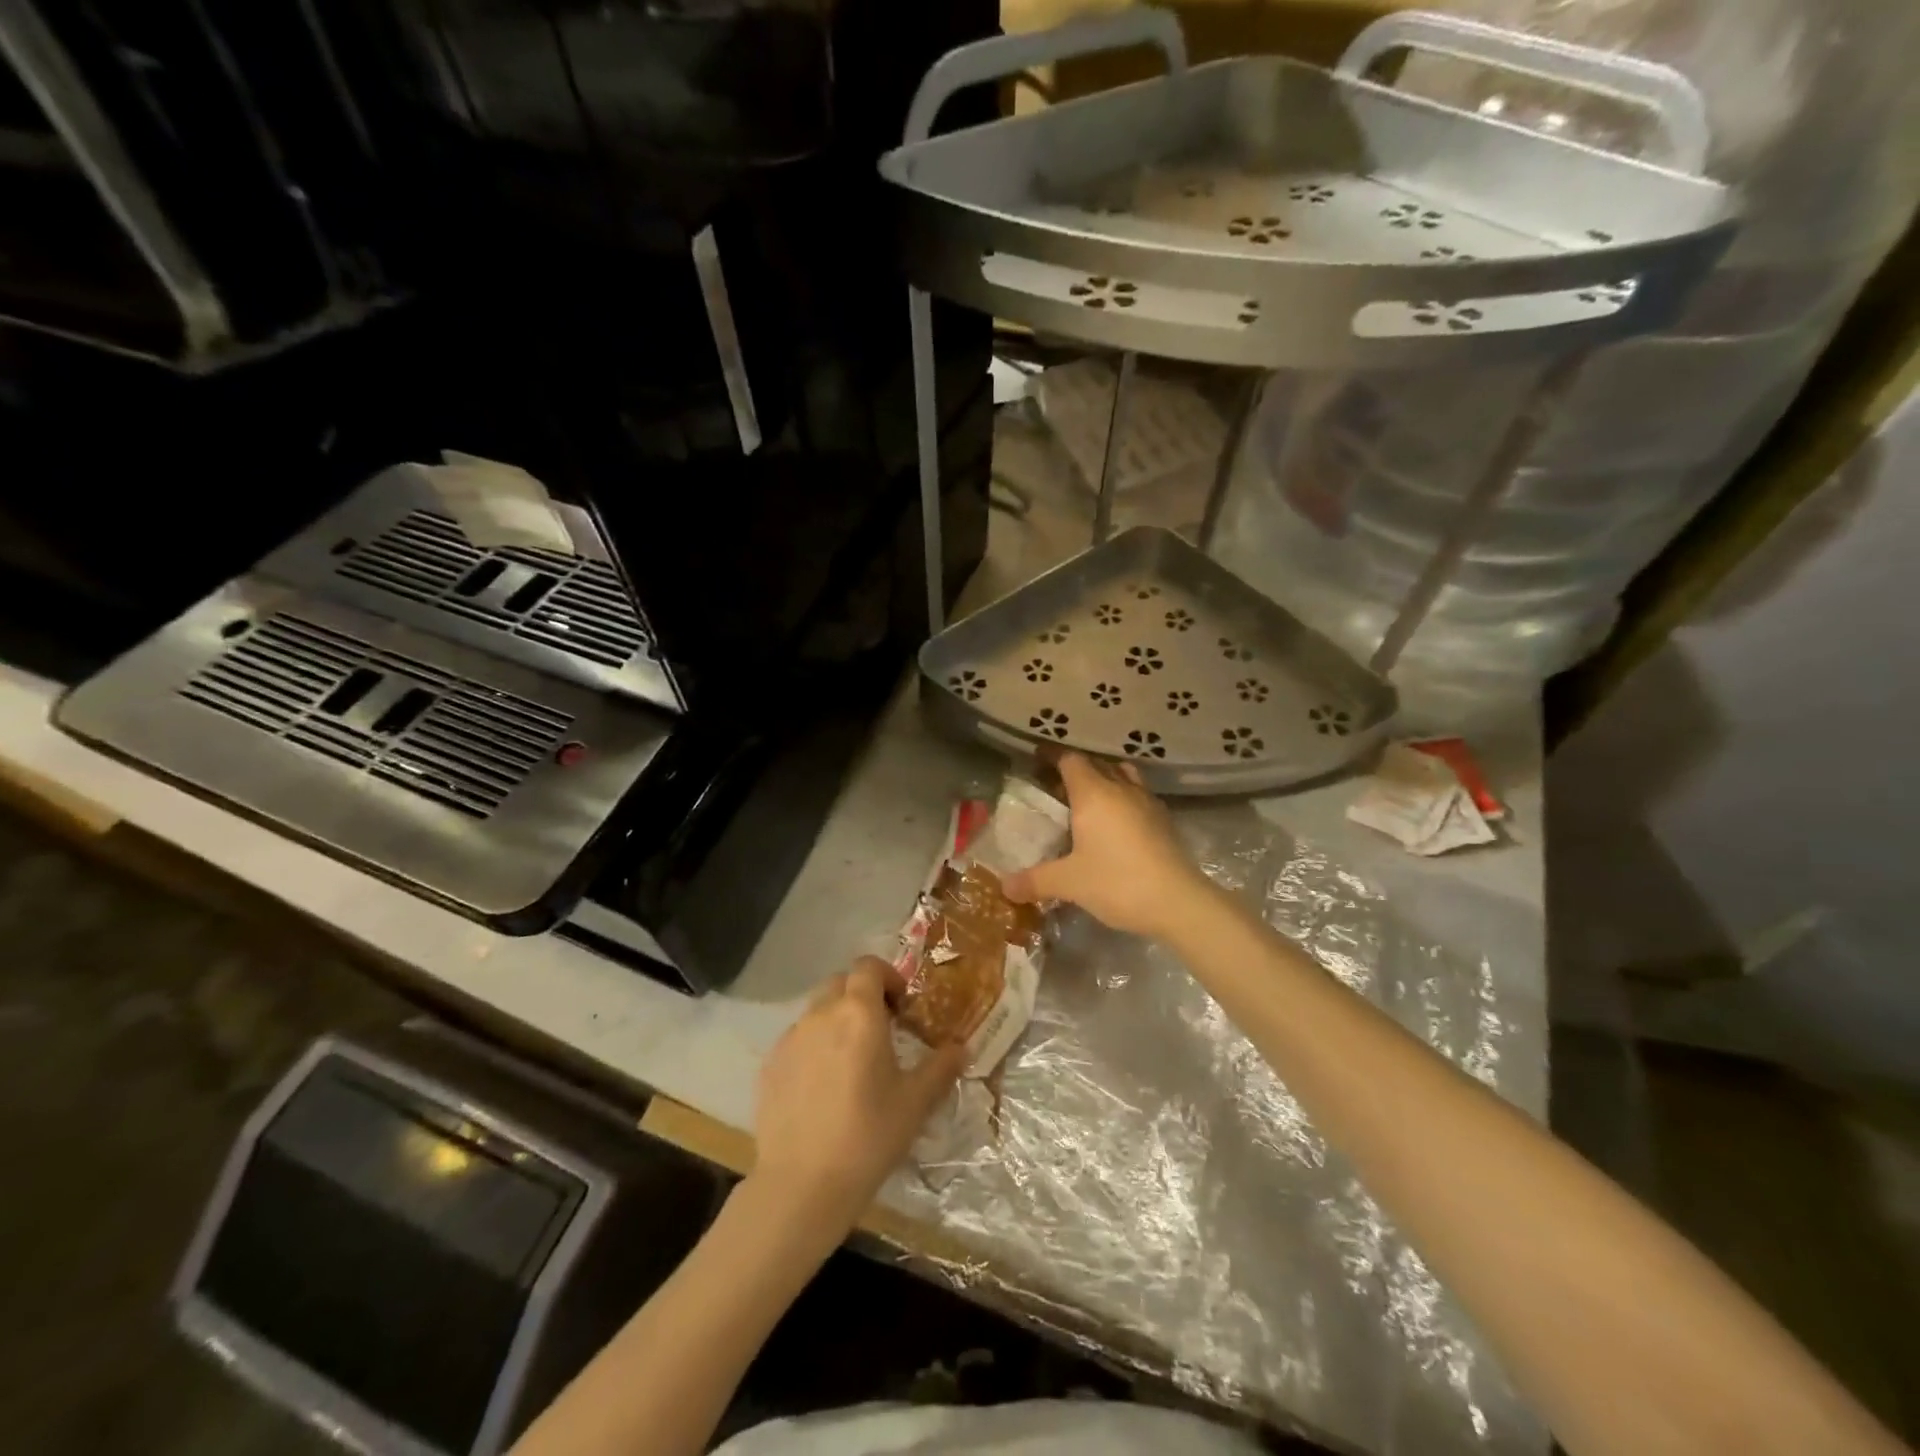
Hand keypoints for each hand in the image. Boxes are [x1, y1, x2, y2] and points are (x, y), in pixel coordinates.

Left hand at [752, 958, 963, 1231]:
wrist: (801, 1185)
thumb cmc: (868, 1136)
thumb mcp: (915, 1103)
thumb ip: (941, 1067)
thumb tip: (962, 1047)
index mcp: (859, 1013)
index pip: (868, 966)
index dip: (887, 977)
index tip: (901, 1006)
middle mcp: (821, 1014)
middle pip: (840, 983)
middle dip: (861, 996)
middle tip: (880, 1030)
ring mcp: (790, 1038)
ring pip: (816, 1011)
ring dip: (836, 1021)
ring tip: (851, 1062)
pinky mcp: (769, 1065)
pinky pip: (796, 1040)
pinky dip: (813, 1048)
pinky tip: (822, 1088)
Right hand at [1002, 751, 1213, 939]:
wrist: (1179, 901)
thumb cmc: (1117, 882)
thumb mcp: (1069, 883)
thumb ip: (1035, 881)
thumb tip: (1004, 887)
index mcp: (1093, 793)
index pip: (1070, 760)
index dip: (1052, 756)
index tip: (1036, 761)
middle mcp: (1121, 788)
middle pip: (1096, 764)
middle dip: (1074, 770)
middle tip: (1054, 787)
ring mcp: (1147, 802)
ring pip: (1122, 776)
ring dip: (1104, 780)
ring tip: (1088, 800)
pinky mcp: (1164, 820)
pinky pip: (1137, 795)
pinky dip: (1122, 799)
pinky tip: (1115, 823)